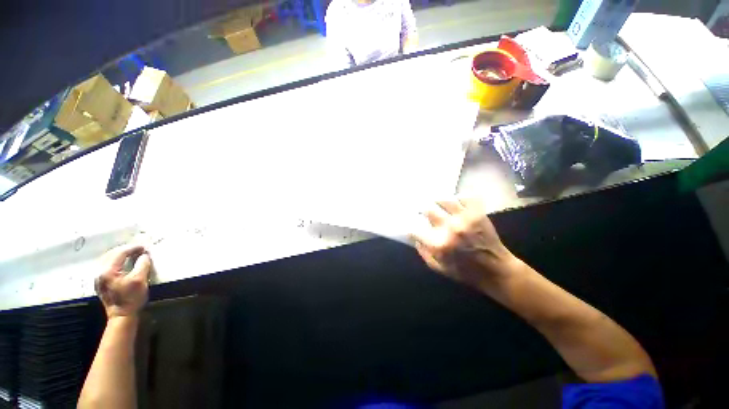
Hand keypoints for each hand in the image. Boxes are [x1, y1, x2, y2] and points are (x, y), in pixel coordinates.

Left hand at [95, 244, 151, 319]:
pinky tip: (123, 262)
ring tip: (132, 254)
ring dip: (120, 254)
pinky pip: (106, 265)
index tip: (144, 247)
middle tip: (139, 249)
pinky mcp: (100, 282)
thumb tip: (144, 255)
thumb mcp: (140, 280)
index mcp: (108, 271)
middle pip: (111, 254)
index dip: (133, 248)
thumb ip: (142, 265)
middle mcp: (100, 272)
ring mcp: (98, 278)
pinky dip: (115, 261)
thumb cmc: (132, 298)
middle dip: (125, 250)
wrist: (121, 316)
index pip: (120, 253)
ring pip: (107, 259)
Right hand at [411, 199, 516, 289]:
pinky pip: (465, 198)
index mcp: (438, 244)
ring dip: (438, 202)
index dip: (411, 229)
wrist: (496, 270)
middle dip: (423, 211)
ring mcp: (465, 219)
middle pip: (428, 210)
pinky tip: (456, 203)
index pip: (415, 229)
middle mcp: (449, 228)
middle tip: (423, 211)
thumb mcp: (439, 268)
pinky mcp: (478, 214)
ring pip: (444, 200)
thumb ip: (424, 253)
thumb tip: (414, 238)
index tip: (412, 229)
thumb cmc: (465, 271)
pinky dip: (458, 199)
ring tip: (437, 203)